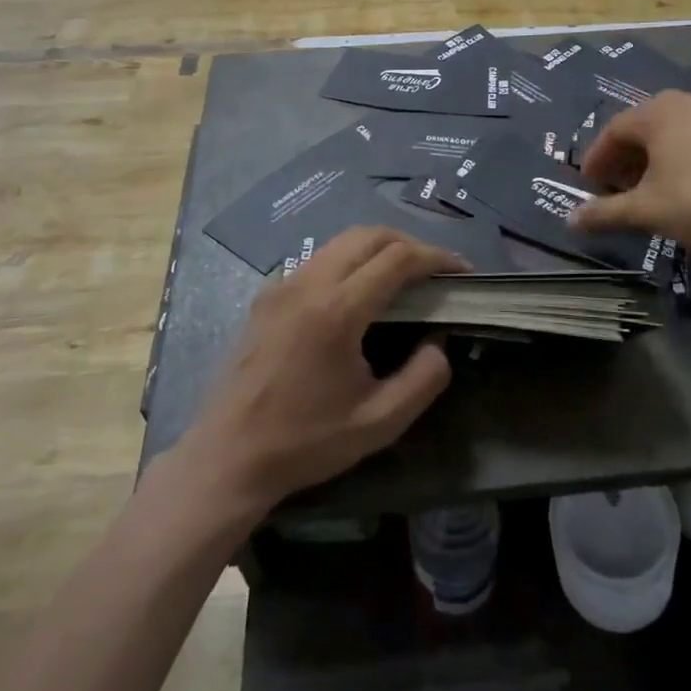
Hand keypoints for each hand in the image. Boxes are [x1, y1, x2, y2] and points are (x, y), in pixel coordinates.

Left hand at [181, 227, 466, 516]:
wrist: (228, 456)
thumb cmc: (305, 442)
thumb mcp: (379, 423)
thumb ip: (423, 378)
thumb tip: (438, 342)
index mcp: (337, 310)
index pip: (397, 258)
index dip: (436, 257)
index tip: (462, 271)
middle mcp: (308, 283)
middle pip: (368, 235)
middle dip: (409, 243)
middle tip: (435, 270)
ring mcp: (282, 285)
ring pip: (340, 242)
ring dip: (378, 248)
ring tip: (403, 276)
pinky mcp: (267, 296)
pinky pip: (317, 260)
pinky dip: (348, 260)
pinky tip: (358, 293)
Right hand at [570, 90, 690, 268]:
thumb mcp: (646, 210)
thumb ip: (605, 212)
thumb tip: (570, 221)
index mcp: (658, 112)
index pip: (614, 130)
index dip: (597, 158)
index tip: (590, 184)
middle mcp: (687, 101)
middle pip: (643, 127)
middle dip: (625, 158)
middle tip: (616, 189)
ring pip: (673, 132)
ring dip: (654, 157)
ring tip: (650, 189)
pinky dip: (683, 156)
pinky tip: (687, 184)